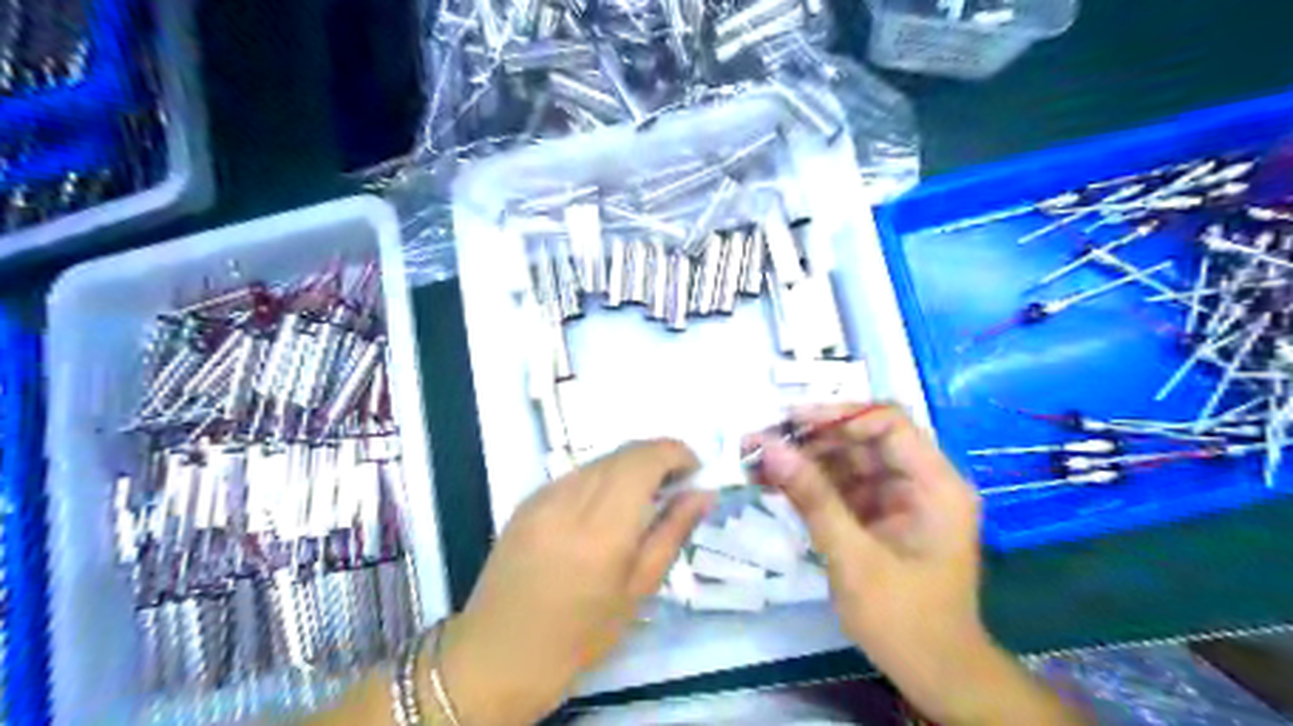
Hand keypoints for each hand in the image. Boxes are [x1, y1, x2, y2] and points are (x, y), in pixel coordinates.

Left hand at [438, 440, 715, 724]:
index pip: (645, 460)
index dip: (676, 453)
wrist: (498, 655)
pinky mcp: (527, 500)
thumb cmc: (580, 635)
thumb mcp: (638, 591)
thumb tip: (703, 493)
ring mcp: (543, 496)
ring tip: (645, 497)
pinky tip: (607, 508)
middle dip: (658, 457)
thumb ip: (672, 533)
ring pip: (600, 460)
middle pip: (624, 452)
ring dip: (630, 466)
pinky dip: (603, 478)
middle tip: (678, 485)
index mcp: (602, 528)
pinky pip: (577, 474)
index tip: (696, 471)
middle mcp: (570, 499)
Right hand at [749, 402, 992, 721]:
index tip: (790, 423)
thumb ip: (812, 498)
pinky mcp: (881, 515)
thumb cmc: (904, 620)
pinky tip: (773, 483)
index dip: (839, 416)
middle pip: (863, 440)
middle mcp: (921, 482)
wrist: (934, 675)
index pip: (889, 424)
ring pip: (848, 461)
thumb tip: (769, 447)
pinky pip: (843, 486)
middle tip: (759, 441)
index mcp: (935, 485)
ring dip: (804, 460)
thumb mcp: (853, 558)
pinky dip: (810, 485)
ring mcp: (900, 498)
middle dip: (811, 440)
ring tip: (756, 461)